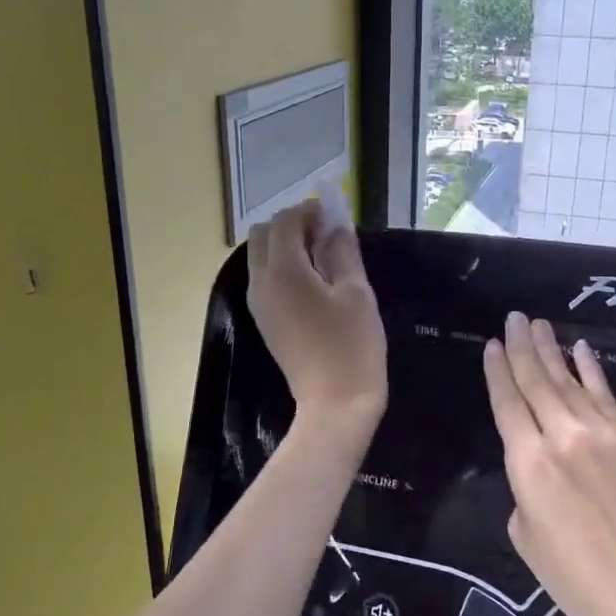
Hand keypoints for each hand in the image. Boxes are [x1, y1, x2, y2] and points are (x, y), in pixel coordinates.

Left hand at [247, 201, 386, 439]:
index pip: (284, 223)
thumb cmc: (352, 346)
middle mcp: (261, 283)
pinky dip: (282, 267)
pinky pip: (264, 279)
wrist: (335, 404)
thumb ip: (343, 252)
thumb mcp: (356, 293)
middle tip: (325, 234)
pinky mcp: (264, 321)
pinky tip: (313, 280)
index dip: (308, 211)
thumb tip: (336, 226)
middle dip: (290, 225)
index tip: (334, 216)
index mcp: (283, 272)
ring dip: (284, 246)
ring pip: (259, 257)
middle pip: (261, 235)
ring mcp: (258, 304)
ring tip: (322, 256)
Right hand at [483, 313, 615, 615]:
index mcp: (527, 463)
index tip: (490, 344)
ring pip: (568, 381)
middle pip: (536, 381)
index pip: (507, 403)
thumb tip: (537, 469)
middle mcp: (561, 437)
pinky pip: (606, 394)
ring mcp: (600, 434)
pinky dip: (591, 369)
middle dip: (521, 347)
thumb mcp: (525, 536)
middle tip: (513, 318)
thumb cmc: (574, 578)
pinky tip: (580, 349)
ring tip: (538, 324)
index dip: (497, 371)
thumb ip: (523, 490)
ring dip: (552, 349)